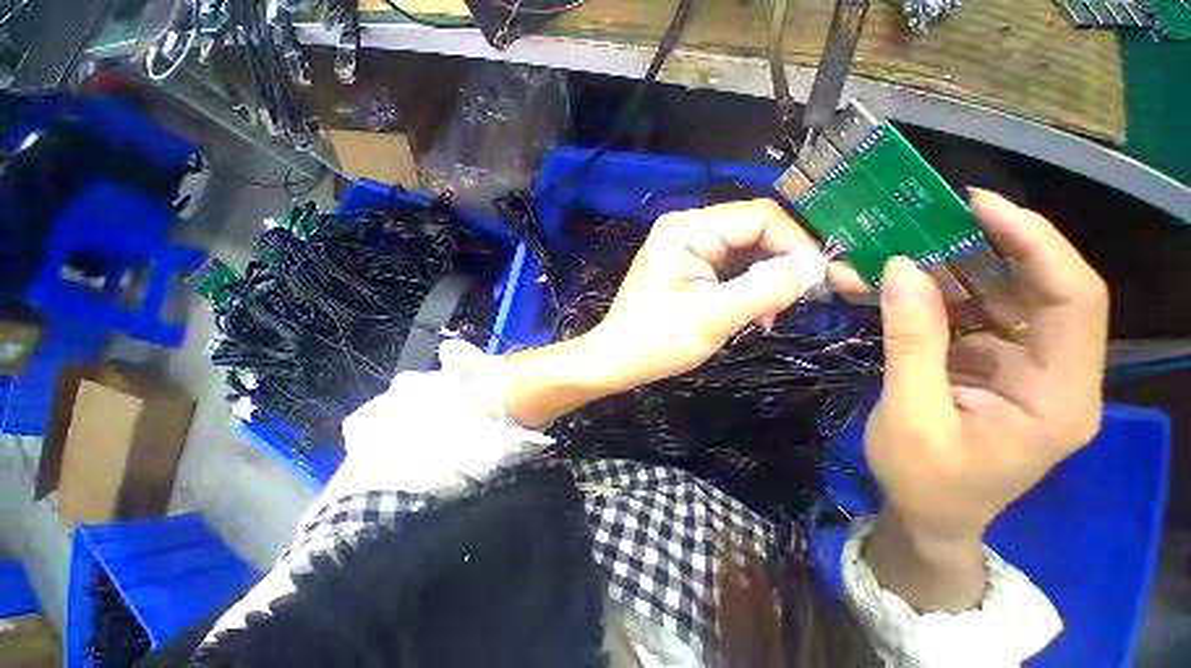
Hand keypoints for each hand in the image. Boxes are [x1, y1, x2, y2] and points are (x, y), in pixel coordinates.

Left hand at [586, 199, 822, 390]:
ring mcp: (686, 249)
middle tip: (806, 298)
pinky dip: (748, 289)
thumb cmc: (655, 341)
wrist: (616, 360)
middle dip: (784, 263)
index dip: (797, 244)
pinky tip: (754, 315)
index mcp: (687, 230)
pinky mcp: (688, 268)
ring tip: (770, 315)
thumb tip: (811, 270)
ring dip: (766, 280)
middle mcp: (687, 229)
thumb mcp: (713, 317)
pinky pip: (731, 268)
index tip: (822, 279)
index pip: (760, 217)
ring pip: (746, 252)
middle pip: (754, 232)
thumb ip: (764, 289)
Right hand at [863, 189, 1107, 609]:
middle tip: (937, 219)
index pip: (1075, 300)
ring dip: (959, 271)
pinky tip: (906, 287)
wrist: (929, 517)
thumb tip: (899, 270)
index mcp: (1058, 398)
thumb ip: (910, 342)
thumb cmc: (924, 481)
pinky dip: (942, 298)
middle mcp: (1059, 376)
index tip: (981, 206)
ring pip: (1008, 300)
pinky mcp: (999, 369)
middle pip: (1045, 291)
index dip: (1036, 244)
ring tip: (909, 249)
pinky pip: (978, 319)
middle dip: (994, 248)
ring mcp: (1029, 371)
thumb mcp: (910, 414)